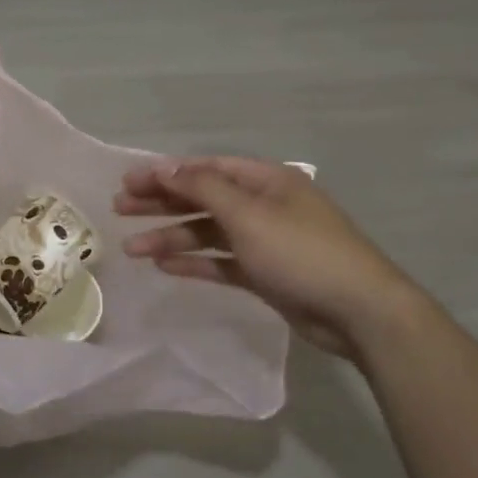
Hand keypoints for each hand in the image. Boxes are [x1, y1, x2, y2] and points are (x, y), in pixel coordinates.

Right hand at [116, 156, 425, 359]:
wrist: (358, 310)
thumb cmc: (301, 252)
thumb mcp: (249, 214)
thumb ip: (204, 188)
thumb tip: (167, 166)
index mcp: (265, 180)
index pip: (206, 168)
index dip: (166, 173)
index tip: (128, 182)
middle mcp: (263, 204)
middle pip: (203, 198)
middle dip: (162, 204)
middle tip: (119, 210)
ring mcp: (265, 240)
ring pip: (209, 232)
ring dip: (172, 238)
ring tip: (132, 249)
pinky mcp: (265, 273)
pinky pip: (222, 262)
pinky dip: (196, 263)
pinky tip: (166, 267)